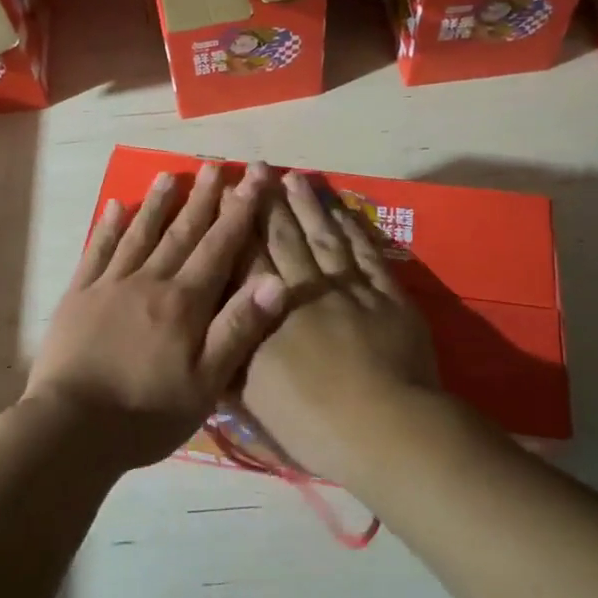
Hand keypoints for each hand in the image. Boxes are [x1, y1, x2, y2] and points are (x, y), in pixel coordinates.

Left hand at [26, 162, 287, 469]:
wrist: (71, 429)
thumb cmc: (146, 412)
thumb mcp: (206, 383)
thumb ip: (239, 329)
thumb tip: (277, 280)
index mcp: (184, 302)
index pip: (219, 245)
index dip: (240, 209)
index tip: (253, 175)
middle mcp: (149, 281)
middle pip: (182, 232)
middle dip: (202, 198)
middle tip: (214, 164)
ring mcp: (110, 285)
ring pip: (139, 233)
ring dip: (157, 203)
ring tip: (169, 173)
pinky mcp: (78, 296)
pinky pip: (96, 251)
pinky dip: (107, 227)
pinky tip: (114, 206)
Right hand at [239, 172, 439, 483]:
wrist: (383, 429)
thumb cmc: (310, 422)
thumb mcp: (252, 398)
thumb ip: (230, 357)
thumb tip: (210, 328)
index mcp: (269, 313)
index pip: (248, 258)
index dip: (238, 223)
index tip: (229, 192)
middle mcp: (305, 290)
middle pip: (284, 238)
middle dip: (269, 202)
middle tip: (259, 167)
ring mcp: (349, 289)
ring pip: (324, 237)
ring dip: (309, 206)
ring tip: (295, 177)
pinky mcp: (387, 296)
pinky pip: (366, 254)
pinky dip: (354, 230)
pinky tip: (343, 211)